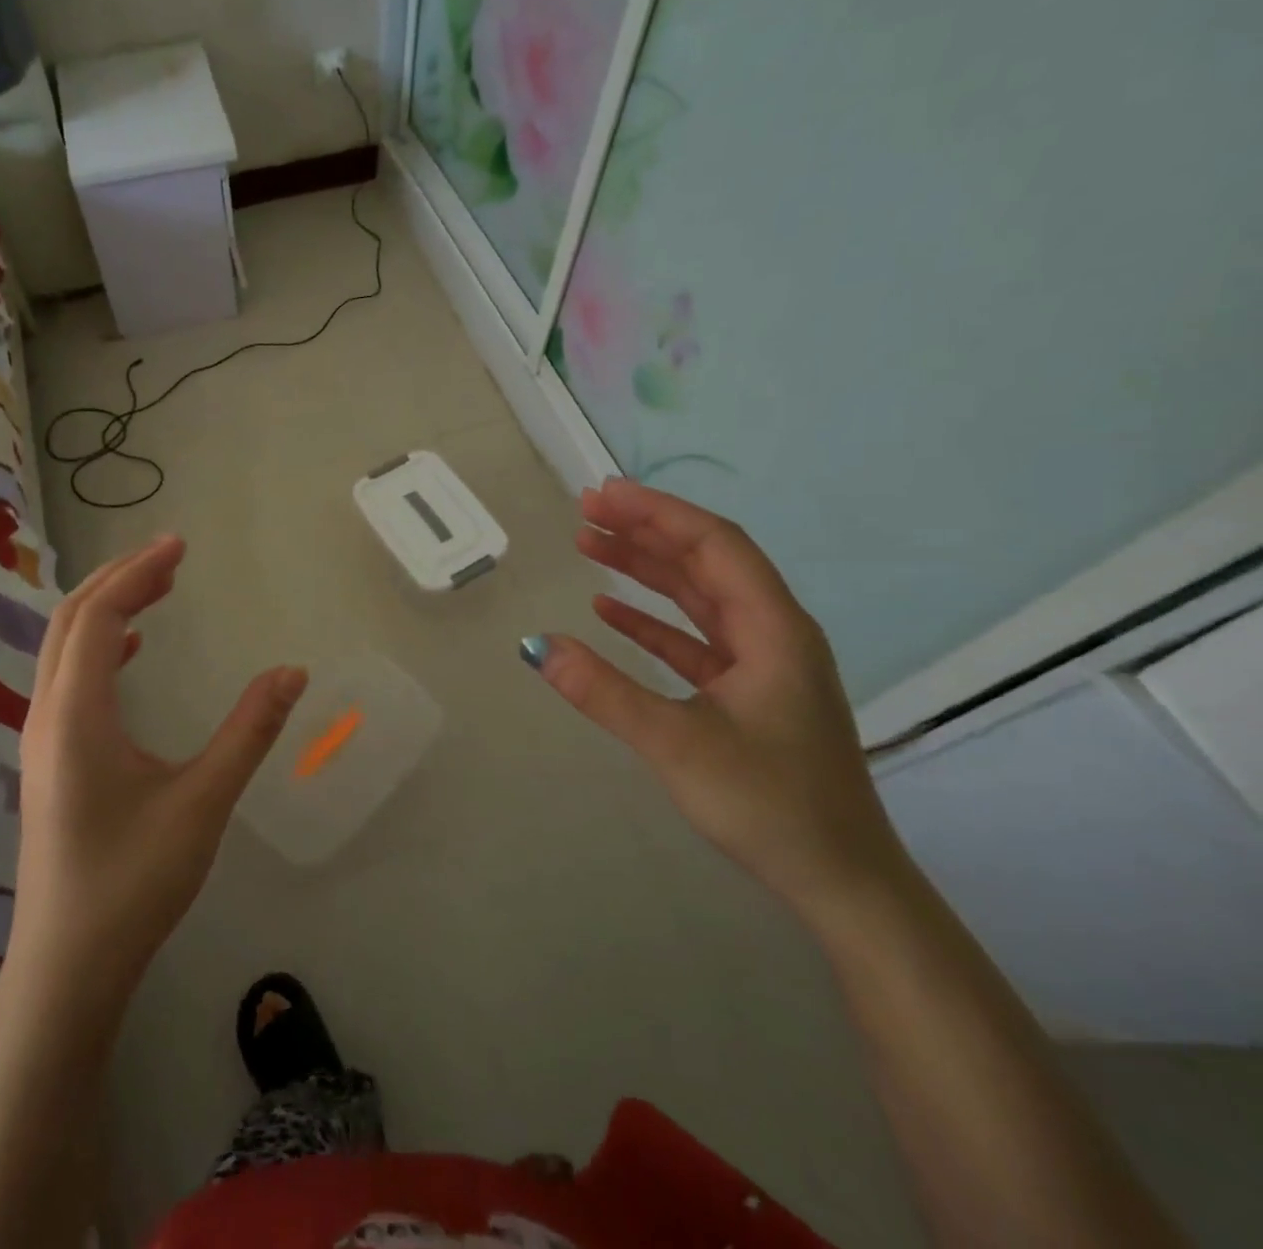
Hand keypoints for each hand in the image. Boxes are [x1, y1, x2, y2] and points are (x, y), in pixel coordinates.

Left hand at [12, 535, 307, 997]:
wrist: (69, 965)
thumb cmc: (135, 881)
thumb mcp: (203, 801)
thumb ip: (249, 731)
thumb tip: (293, 672)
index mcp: (77, 713)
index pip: (100, 616)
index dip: (138, 573)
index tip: (180, 546)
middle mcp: (49, 714)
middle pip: (72, 620)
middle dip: (121, 579)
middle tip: (172, 557)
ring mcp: (43, 738)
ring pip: (65, 647)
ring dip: (108, 609)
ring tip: (157, 588)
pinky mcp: (50, 758)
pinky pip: (69, 677)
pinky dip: (101, 645)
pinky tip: (132, 651)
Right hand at [532, 478, 907, 912]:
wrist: (841, 883)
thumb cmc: (771, 806)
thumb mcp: (678, 745)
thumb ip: (605, 692)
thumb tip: (536, 646)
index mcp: (773, 629)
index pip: (713, 545)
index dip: (657, 513)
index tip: (603, 494)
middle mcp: (772, 633)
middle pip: (704, 562)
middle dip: (645, 530)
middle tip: (585, 510)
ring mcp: (760, 664)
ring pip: (697, 597)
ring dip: (645, 569)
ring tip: (589, 544)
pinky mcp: (745, 693)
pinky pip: (692, 638)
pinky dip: (651, 619)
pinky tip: (609, 611)